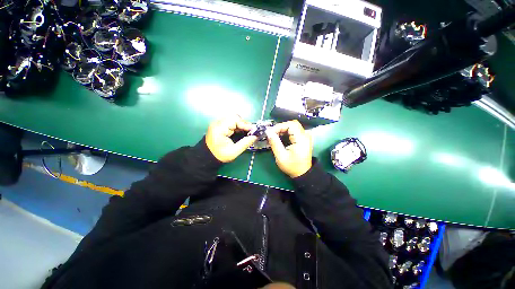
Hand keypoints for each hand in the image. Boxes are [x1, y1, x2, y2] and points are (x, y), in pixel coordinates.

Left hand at [205, 116, 256, 162]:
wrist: (207, 157)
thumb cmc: (220, 155)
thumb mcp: (234, 152)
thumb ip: (245, 143)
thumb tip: (255, 137)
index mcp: (220, 128)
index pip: (235, 119)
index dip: (245, 124)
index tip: (253, 130)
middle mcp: (218, 123)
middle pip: (234, 117)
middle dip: (243, 124)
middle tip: (250, 132)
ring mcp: (218, 123)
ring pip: (233, 118)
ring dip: (241, 124)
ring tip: (246, 132)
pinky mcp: (219, 125)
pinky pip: (230, 122)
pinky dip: (237, 126)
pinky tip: (241, 132)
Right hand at [265, 120, 312, 177]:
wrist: (302, 173)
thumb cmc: (292, 166)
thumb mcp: (281, 156)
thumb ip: (274, 143)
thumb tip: (268, 132)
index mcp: (301, 139)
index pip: (291, 125)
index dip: (279, 126)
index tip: (270, 132)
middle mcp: (305, 136)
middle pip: (292, 124)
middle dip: (280, 127)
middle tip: (271, 133)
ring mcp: (305, 137)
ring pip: (292, 127)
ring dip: (282, 130)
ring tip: (273, 136)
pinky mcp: (303, 139)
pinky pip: (294, 131)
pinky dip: (285, 132)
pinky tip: (279, 138)